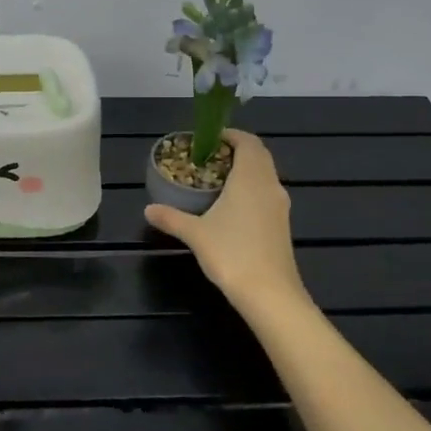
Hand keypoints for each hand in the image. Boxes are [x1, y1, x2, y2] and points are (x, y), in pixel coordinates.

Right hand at [145, 130, 307, 309]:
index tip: (209, 139)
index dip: (230, 135)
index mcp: (251, 179)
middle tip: (209, 158)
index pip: (248, 142)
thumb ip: (172, 218)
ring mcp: (279, 206)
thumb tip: (148, 209)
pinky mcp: (282, 224)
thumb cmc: (232, 254)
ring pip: (265, 175)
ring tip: (216, 180)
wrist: (270, 294)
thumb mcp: (195, 234)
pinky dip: (251, 189)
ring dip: (245, 170)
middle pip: (259, 156)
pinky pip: (267, 193)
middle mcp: (270, 186)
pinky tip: (231, 206)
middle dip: (236, 151)